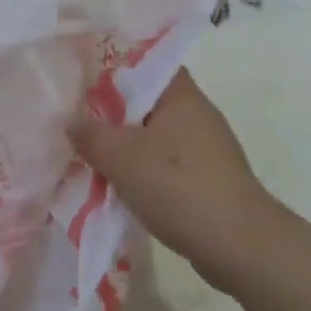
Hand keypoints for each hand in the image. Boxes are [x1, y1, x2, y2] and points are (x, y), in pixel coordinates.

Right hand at [66, 68, 281, 289]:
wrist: (239, 246)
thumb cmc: (179, 186)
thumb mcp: (122, 158)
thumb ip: (91, 135)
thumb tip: (71, 121)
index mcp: (181, 95)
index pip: (148, 63)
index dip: (116, 66)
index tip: (86, 78)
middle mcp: (197, 114)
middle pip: (147, 102)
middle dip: (113, 113)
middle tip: (79, 120)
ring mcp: (206, 149)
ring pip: (155, 137)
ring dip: (127, 147)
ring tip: (93, 156)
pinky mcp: (208, 180)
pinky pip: (166, 165)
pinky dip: (144, 172)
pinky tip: (121, 187)